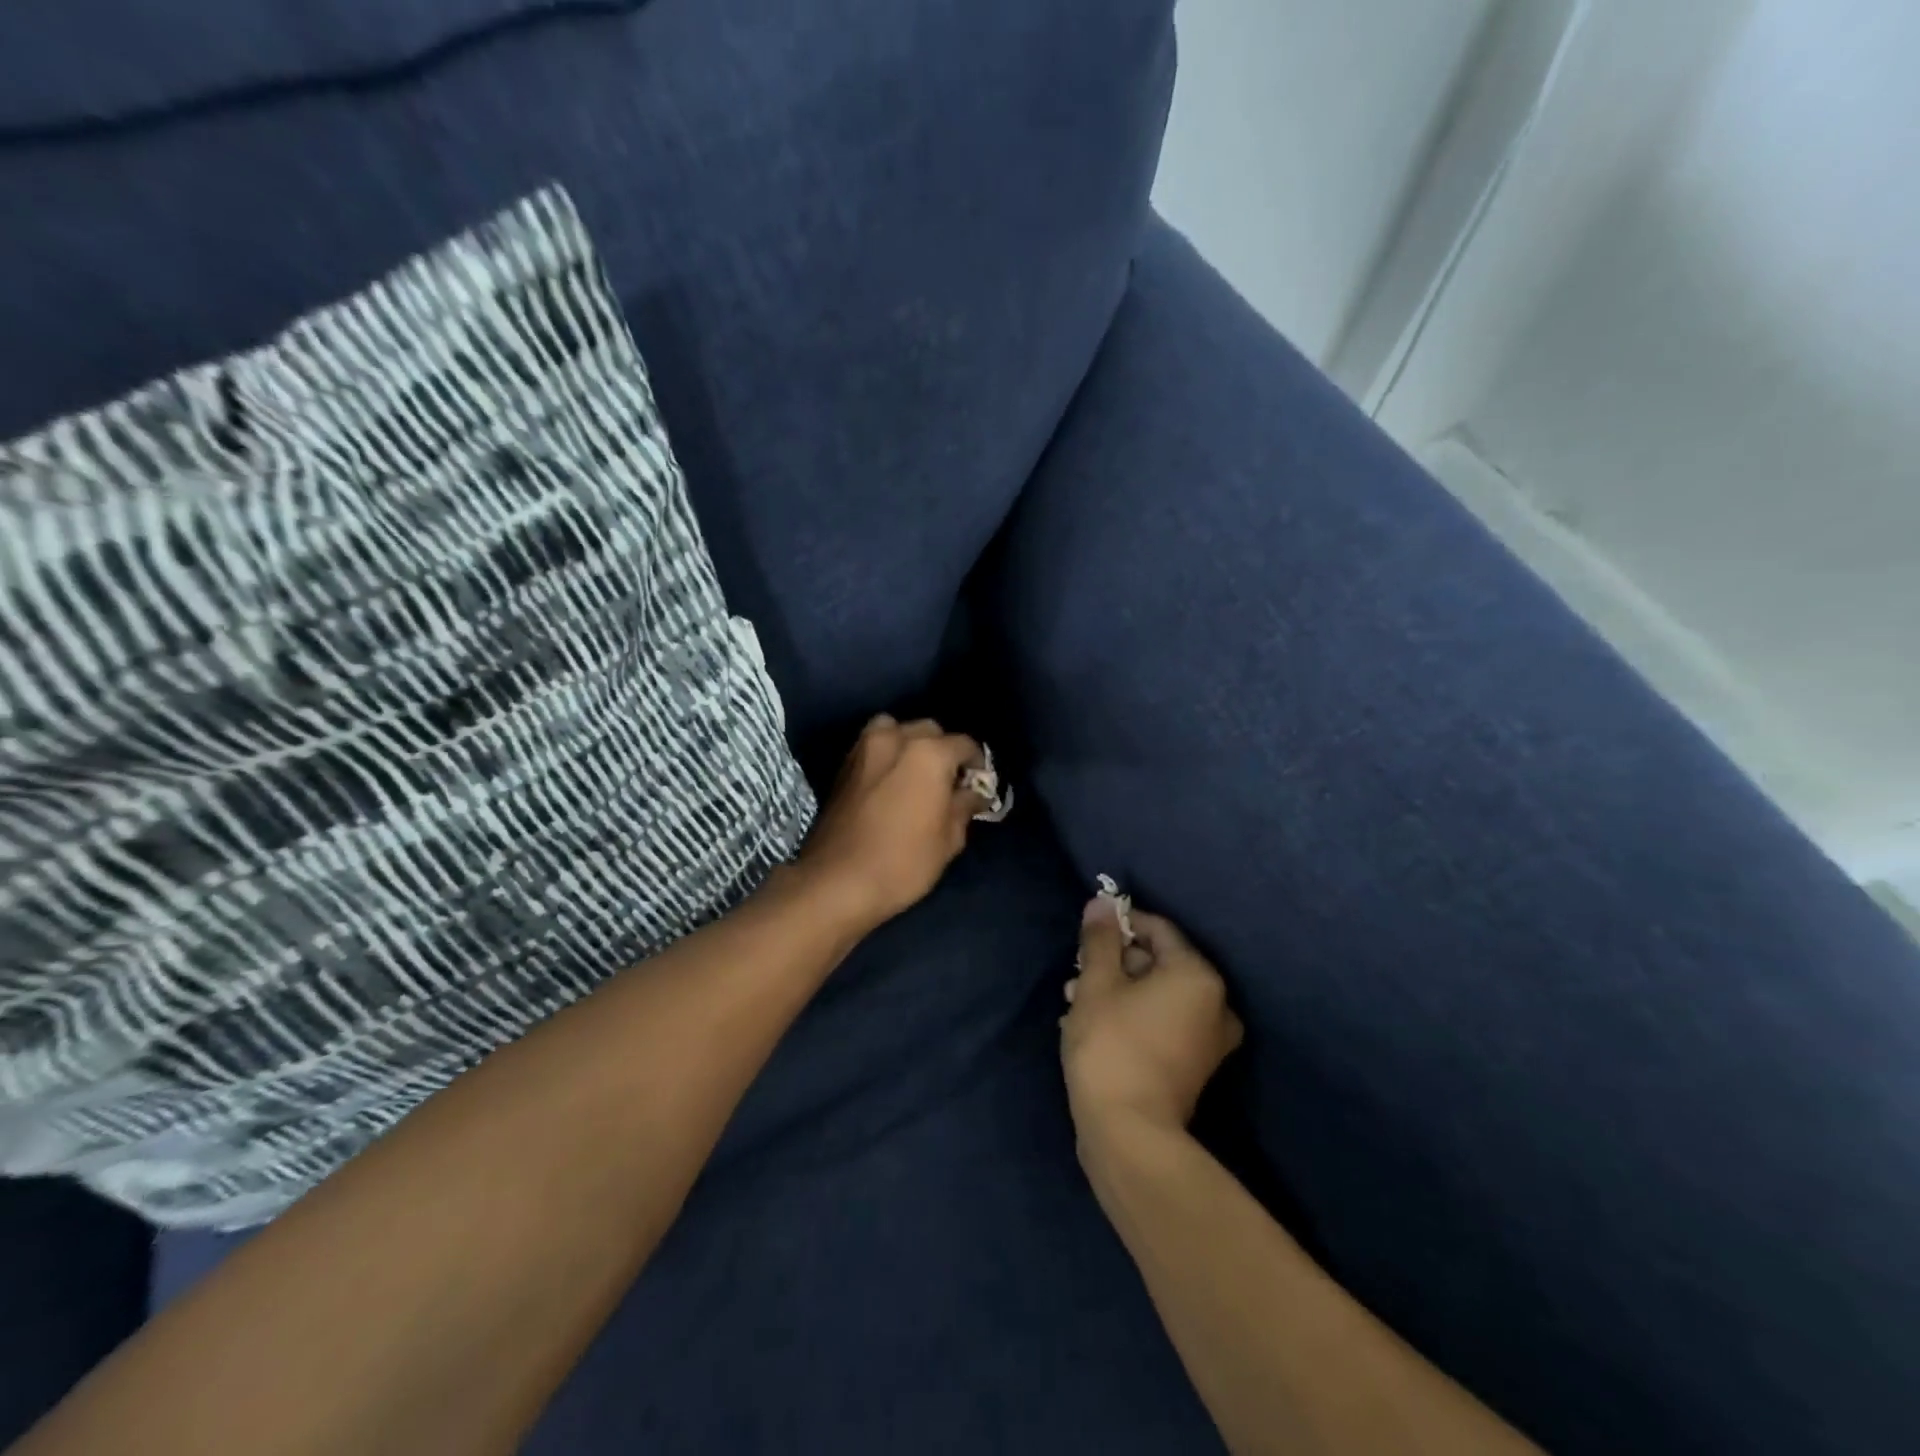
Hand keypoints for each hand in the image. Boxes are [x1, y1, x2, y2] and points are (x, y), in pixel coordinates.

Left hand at [794, 715, 985, 932]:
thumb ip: (964, 807)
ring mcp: (865, 748)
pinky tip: (890, 782)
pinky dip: (886, 754)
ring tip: (915, 775)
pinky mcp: (843, 764)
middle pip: (929, 730)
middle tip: (947, 782)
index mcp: (929, 753)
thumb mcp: (949, 840)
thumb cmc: (903, 862)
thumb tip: (973, 793)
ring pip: (895, 729)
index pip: (964, 744)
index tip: (977, 785)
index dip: (977, 763)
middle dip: (942, 750)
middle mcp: (896, 738)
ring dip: (909, 744)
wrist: (836, 881)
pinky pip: (873, 745)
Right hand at [1061, 898, 1243, 1141]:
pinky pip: (1163, 1023)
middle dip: (1115, 963)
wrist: (1129, 1135)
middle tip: (1076, 974)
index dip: (1120, 925)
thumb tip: (1101, 903)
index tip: (1088, 934)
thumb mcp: (1097, 983)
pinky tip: (1094, 1025)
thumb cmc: (1111, 1046)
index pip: (1158, 929)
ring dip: (1118, 991)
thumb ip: (1100, 939)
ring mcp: (1209, 1040)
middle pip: (1159, 963)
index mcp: (1198, 976)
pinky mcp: (1195, 1066)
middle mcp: (1216, 1004)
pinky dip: (1133, 1016)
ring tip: (1075, 1001)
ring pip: (1158, 995)